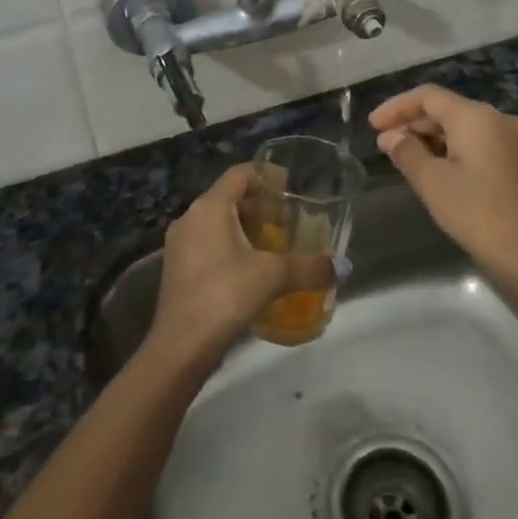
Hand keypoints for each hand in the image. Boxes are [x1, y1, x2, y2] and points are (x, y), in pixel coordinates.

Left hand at [148, 164, 338, 365]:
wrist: (180, 345)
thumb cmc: (225, 294)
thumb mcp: (273, 277)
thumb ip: (309, 268)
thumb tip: (341, 267)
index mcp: (211, 206)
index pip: (240, 173)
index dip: (266, 175)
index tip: (290, 187)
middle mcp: (190, 216)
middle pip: (229, 197)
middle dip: (259, 206)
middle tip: (287, 221)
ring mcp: (179, 243)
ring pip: (216, 222)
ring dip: (244, 228)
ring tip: (272, 246)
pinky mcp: (176, 267)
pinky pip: (206, 243)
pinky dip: (229, 246)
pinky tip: (249, 270)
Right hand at [371, 85, 517, 279]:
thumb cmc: (476, 213)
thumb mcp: (432, 182)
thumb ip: (407, 152)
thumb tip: (391, 138)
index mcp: (477, 116)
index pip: (428, 96)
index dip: (397, 107)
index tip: (373, 126)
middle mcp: (500, 119)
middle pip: (448, 109)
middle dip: (414, 124)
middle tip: (385, 145)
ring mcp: (516, 140)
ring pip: (465, 127)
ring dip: (433, 138)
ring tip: (405, 157)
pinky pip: (481, 143)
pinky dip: (455, 149)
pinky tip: (437, 168)